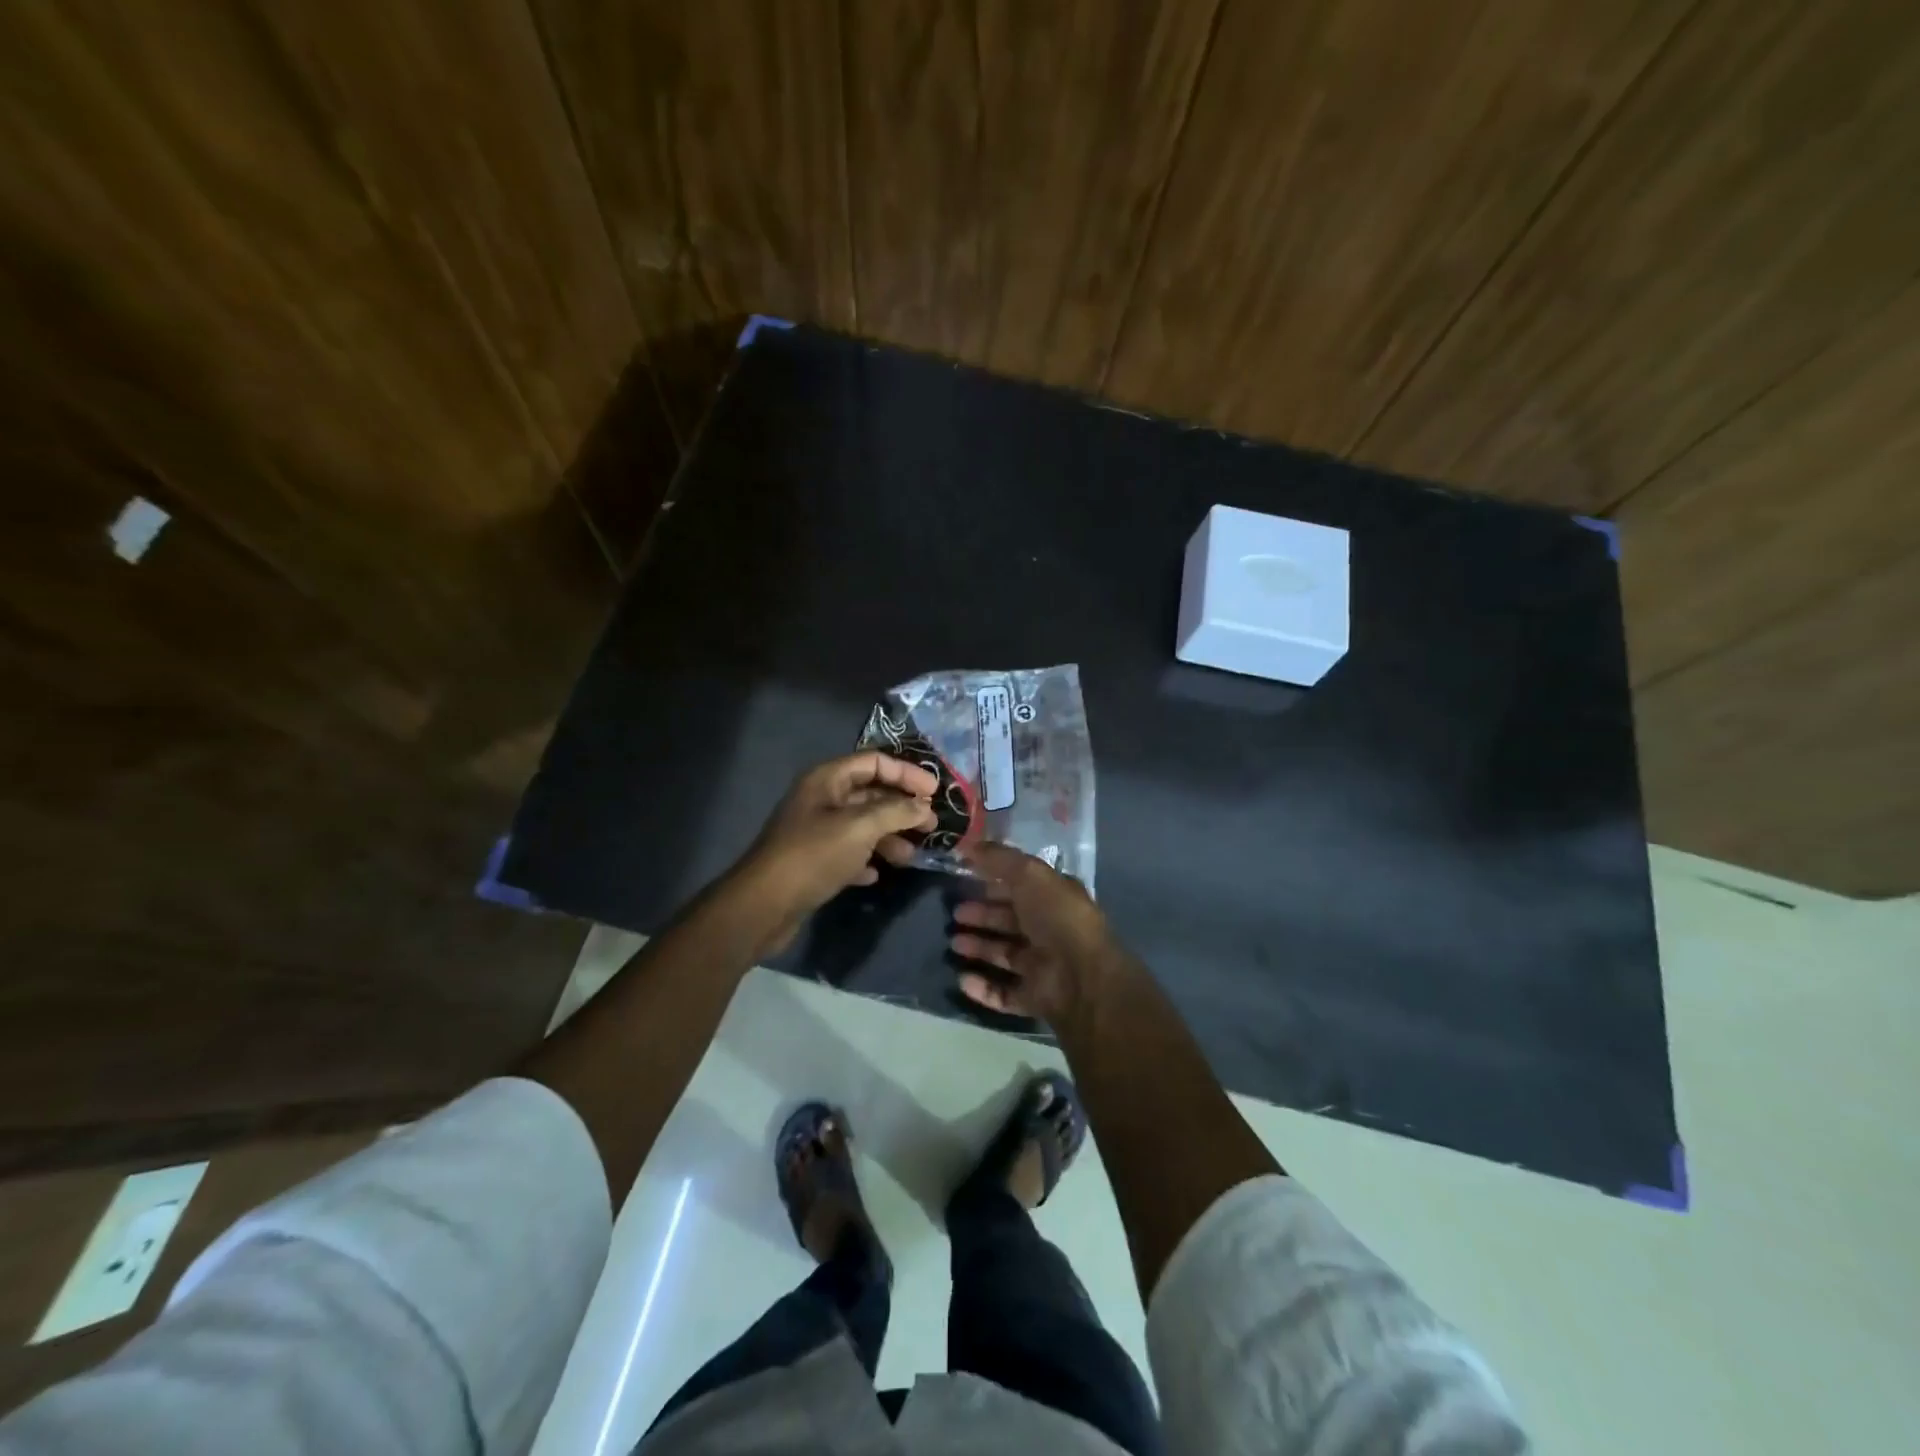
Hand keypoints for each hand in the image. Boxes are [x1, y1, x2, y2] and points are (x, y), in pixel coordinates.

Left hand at [730, 752, 937, 956]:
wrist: (763, 905)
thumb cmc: (813, 855)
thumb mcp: (860, 828)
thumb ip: (896, 812)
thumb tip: (924, 806)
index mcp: (827, 779)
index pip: (874, 762)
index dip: (906, 773)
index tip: (935, 793)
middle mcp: (821, 799)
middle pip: (870, 793)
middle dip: (902, 808)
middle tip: (930, 826)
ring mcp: (815, 831)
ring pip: (862, 825)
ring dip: (888, 837)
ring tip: (909, 857)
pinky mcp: (813, 861)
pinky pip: (847, 852)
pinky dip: (866, 859)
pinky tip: (876, 874)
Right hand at [947, 842, 1128, 1025]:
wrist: (1082, 976)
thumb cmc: (1057, 917)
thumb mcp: (1029, 874)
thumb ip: (999, 859)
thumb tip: (968, 846)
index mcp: (1055, 898)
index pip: (1021, 887)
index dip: (995, 882)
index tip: (966, 878)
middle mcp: (1051, 930)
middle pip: (1010, 921)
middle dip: (982, 915)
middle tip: (955, 913)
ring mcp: (1044, 966)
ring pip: (1005, 954)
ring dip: (979, 948)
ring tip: (954, 943)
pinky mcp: (1035, 997)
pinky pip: (1004, 992)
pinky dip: (983, 987)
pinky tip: (962, 979)